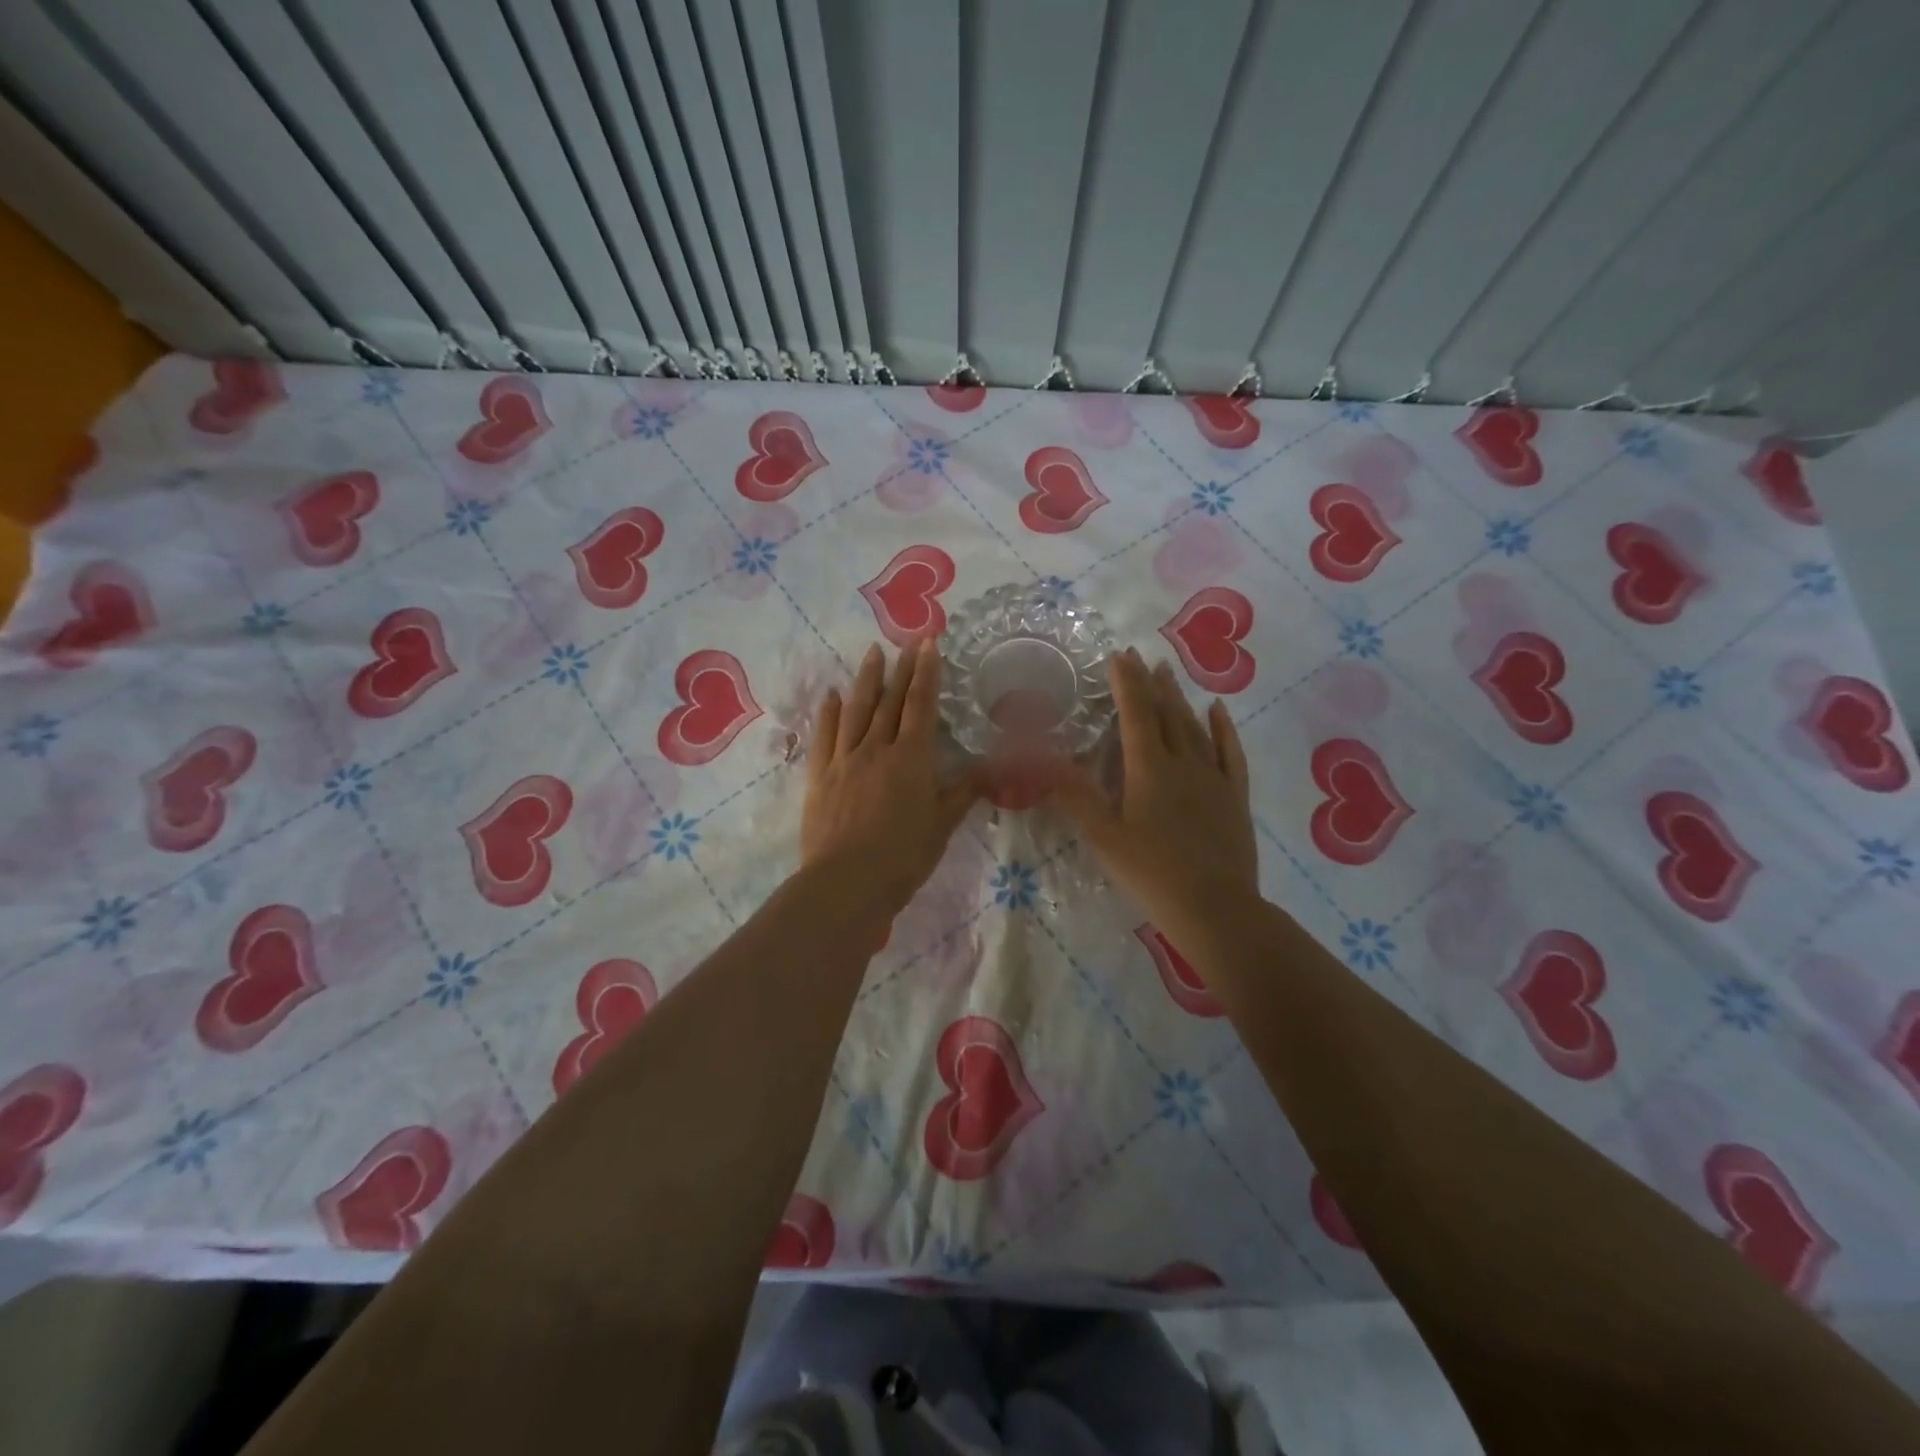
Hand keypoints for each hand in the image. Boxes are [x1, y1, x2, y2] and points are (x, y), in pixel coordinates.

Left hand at [803, 641, 979, 917]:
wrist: (847, 882)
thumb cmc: (903, 856)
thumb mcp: (942, 825)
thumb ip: (964, 791)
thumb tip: (993, 767)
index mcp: (911, 758)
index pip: (921, 706)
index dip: (926, 674)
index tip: (928, 644)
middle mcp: (877, 749)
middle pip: (890, 701)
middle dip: (901, 669)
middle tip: (906, 641)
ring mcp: (845, 760)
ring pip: (857, 710)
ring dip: (866, 680)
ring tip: (872, 653)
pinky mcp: (820, 776)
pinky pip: (825, 736)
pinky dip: (829, 713)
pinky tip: (832, 695)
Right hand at [1050, 648, 1258, 939]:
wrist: (1215, 908)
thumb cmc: (1152, 874)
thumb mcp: (1104, 838)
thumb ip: (1077, 797)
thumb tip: (1047, 761)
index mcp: (1149, 770)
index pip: (1136, 714)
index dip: (1126, 683)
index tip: (1118, 656)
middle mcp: (1183, 763)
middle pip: (1166, 714)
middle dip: (1150, 684)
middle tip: (1141, 657)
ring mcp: (1214, 778)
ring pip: (1195, 727)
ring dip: (1179, 699)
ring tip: (1168, 674)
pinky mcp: (1235, 796)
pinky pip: (1230, 752)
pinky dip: (1223, 728)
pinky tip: (1217, 710)